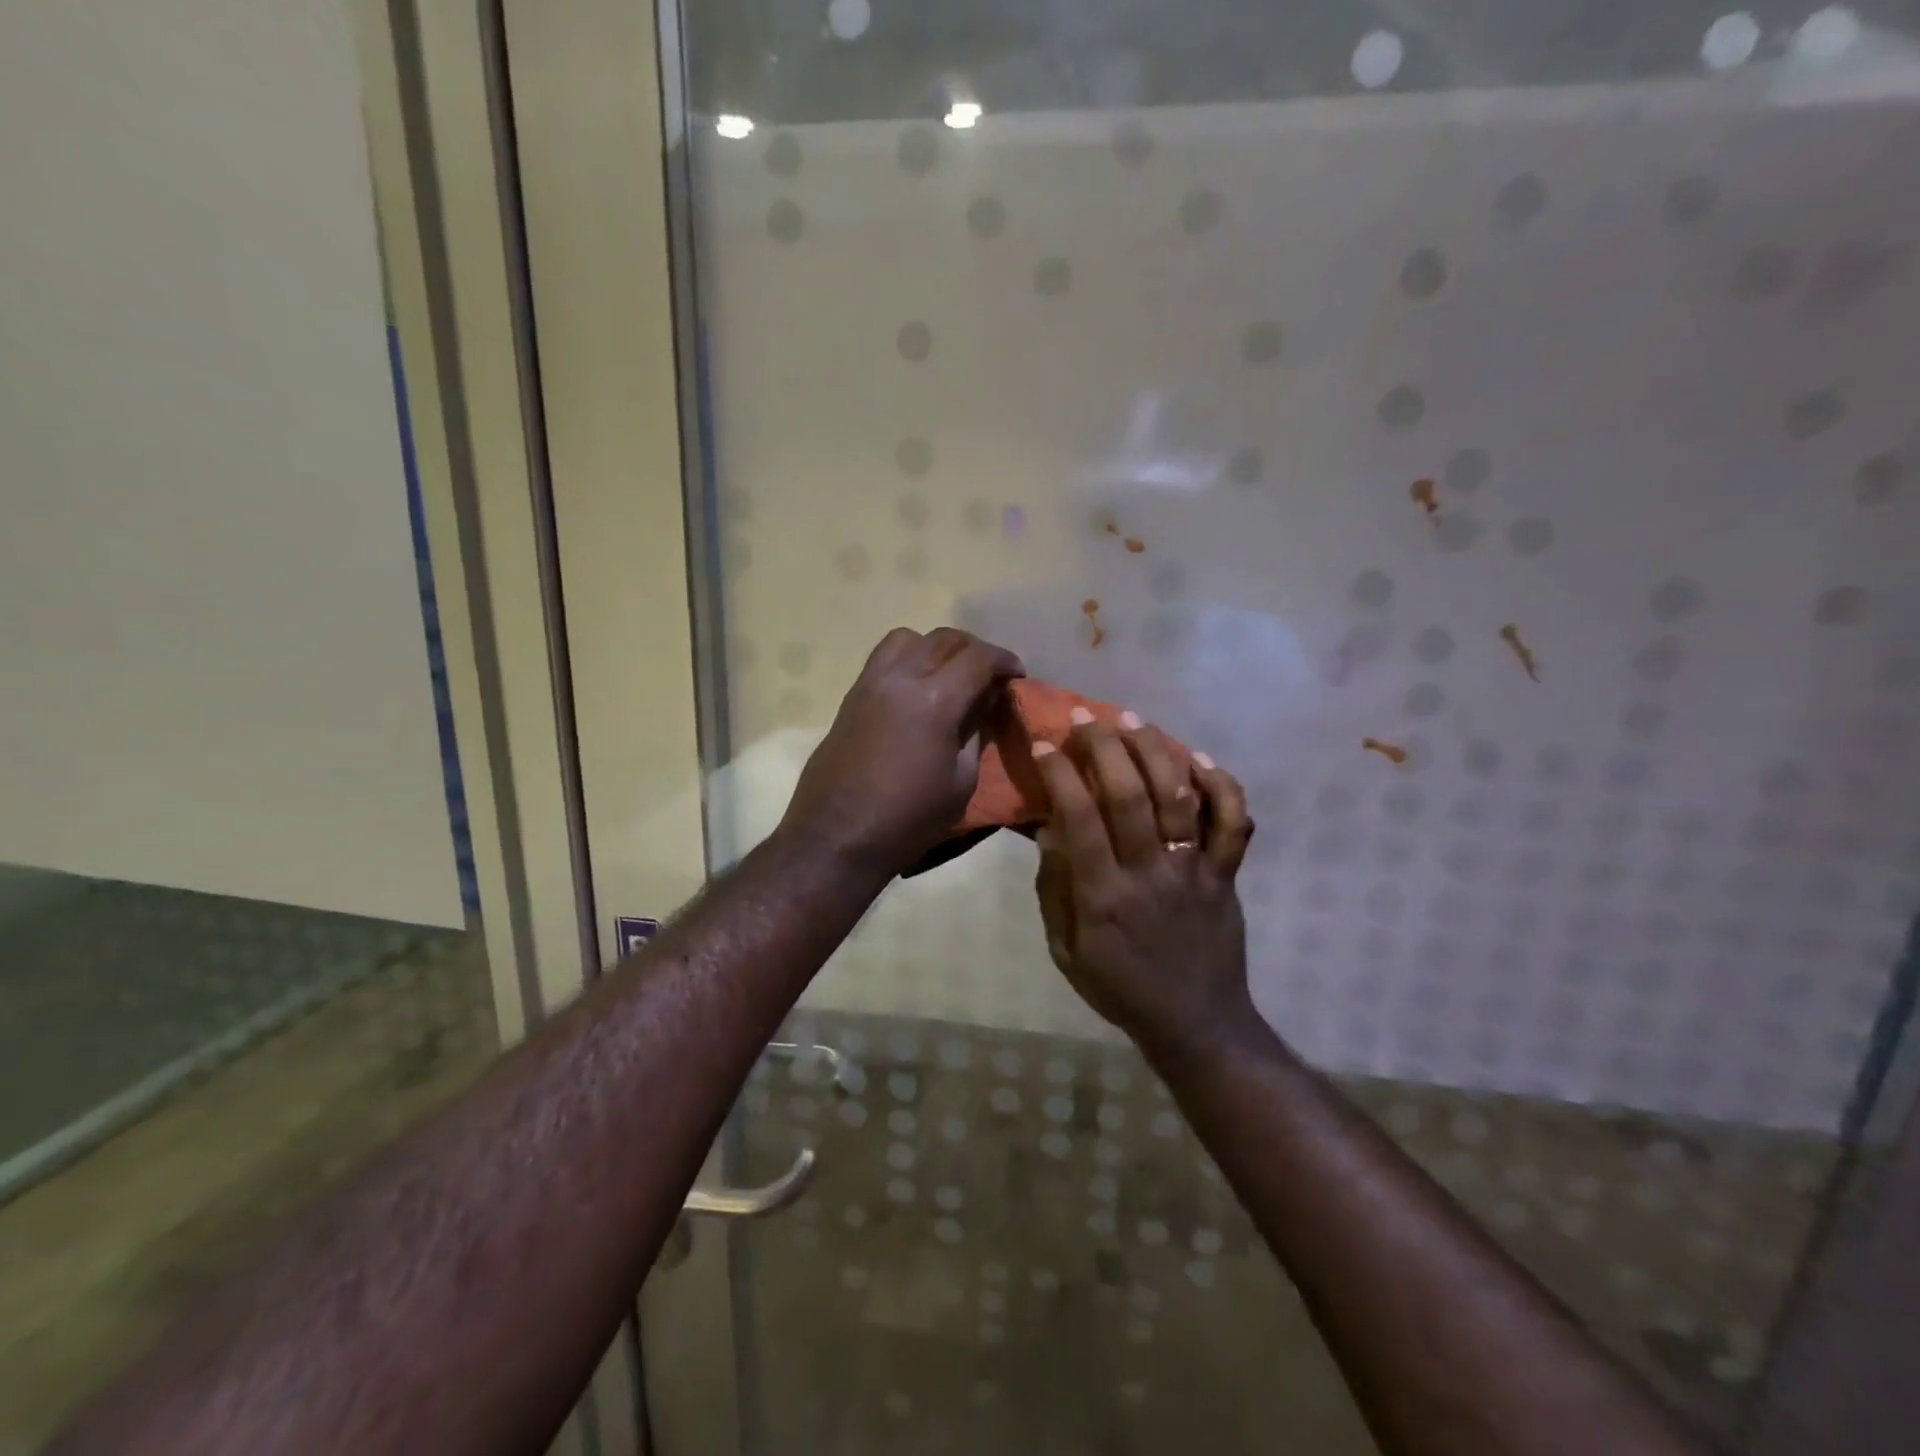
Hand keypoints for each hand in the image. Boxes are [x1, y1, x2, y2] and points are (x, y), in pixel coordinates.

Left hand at [782, 627, 1023, 874]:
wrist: (837, 837)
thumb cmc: (908, 820)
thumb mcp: (961, 783)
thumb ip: (975, 734)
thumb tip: (984, 705)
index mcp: (935, 700)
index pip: (979, 658)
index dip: (1005, 661)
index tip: (1017, 675)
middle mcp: (901, 678)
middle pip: (944, 639)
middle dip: (974, 650)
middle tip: (989, 675)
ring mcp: (870, 683)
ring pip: (908, 638)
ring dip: (935, 647)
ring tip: (948, 674)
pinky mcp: (850, 697)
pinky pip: (883, 658)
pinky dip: (907, 659)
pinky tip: (916, 690)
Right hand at [1030, 714, 1259, 1065]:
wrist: (1196, 1023)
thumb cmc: (1120, 987)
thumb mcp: (1065, 951)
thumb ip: (1055, 890)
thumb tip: (1049, 830)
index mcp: (1104, 896)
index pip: (1079, 819)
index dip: (1060, 775)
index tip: (1044, 745)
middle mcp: (1150, 873)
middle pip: (1129, 795)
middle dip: (1103, 746)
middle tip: (1084, 718)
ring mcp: (1194, 871)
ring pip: (1179, 797)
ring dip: (1155, 751)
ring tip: (1133, 721)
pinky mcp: (1225, 874)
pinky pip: (1233, 823)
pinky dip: (1221, 786)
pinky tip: (1197, 760)